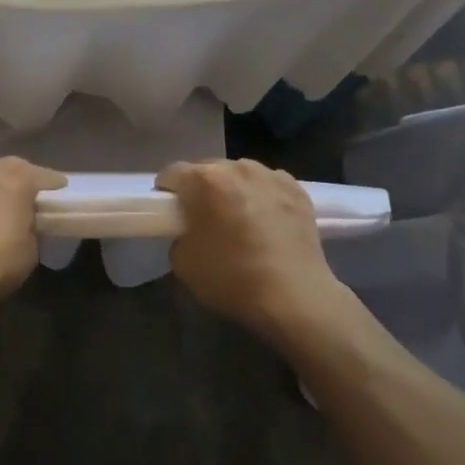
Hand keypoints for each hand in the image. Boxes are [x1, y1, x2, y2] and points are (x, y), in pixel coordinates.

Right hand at [158, 160, 344, 338]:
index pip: (172, 173)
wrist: (295, 297)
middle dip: (202, 190)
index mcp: (204, 180)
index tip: (170, 213)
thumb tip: (191, 231)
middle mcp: (237, 168)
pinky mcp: (298, 190)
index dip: (166, 193)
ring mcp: (271, 176)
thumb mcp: (183, 263)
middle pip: (208, 170)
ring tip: (241, 221)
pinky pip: (269, 186)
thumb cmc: (232, 278)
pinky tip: (268, 223)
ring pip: (241, 175)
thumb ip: (179, 236)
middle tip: (205, 220)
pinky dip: (263, 198)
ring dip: (234, 191)